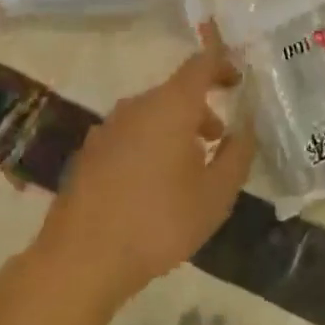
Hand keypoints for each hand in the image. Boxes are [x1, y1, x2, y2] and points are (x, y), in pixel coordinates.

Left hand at [39, 37, 253, 303]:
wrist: (79, 260)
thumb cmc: (158, 222)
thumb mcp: (215, 195)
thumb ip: (237, 154)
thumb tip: (245, 129)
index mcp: (171, 106)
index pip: (200, 64)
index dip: (222, 63)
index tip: (238, 79)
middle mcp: (136, 106)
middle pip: (176, 92)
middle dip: (202, 109)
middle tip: (219, 140)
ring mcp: (107, 128)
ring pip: (152, 114)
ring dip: (176, 129)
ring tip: (189, 169)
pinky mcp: (89, 153)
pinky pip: (131, 135)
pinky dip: (150, 145)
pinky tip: (152, 186)